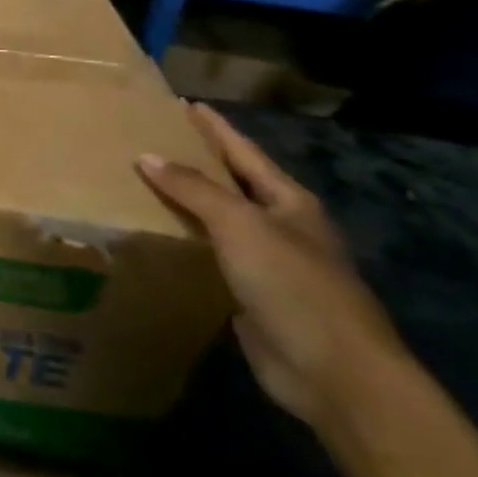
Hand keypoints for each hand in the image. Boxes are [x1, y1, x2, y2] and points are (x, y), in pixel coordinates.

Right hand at [137, 104, 406, 423]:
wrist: (333, 372)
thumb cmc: (293, 285)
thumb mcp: (241, 226)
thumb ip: (194, 189)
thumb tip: (146, 156)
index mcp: (289, 203)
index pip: (245, 153)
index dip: (216, 128)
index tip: (187, 104)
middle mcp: (280, 227)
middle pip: (232, 185)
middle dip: (198, 163)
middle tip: (155, 141)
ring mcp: (268, 264)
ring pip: (218, 223)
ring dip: (186, 205)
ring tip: (144, 185)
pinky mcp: (250, 297)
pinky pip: (210, 259)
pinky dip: (185, 244)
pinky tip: (159, 238)